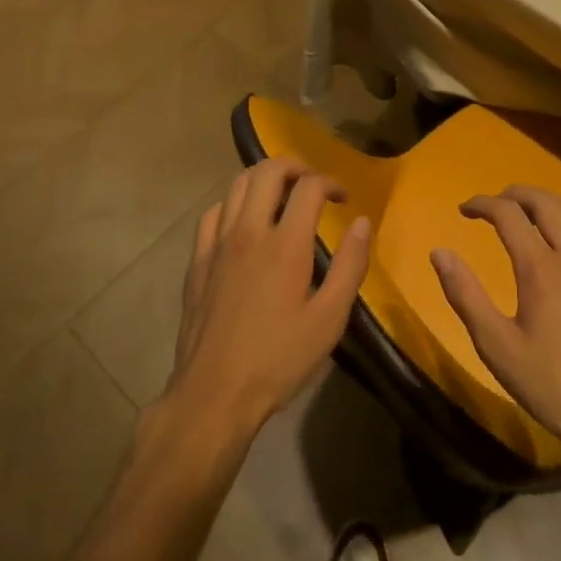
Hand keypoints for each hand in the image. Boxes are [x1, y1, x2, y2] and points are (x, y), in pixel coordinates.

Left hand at [164, 159, 371, 445]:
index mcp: (285, 245)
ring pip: (237, 184)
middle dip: (296, 167)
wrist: (214, 393)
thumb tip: (363, 222)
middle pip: (268, 171)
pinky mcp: (197, 259)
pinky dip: (234, 203)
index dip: (330, 182)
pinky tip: (244, 221)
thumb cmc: (278, 360)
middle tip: (313, 185)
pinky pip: (214, 212)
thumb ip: (350, 266)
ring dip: (264, 179)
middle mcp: (248, 231)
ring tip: (282, 195)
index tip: (343, 199)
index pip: (308, 187)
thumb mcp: (329, 320)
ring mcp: (217, 243)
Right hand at [431, 186, 560, 465]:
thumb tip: (440, 252)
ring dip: (549, 205)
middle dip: (517, 194)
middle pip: (546, 203)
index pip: (508, 214)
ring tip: (530, 215)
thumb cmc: (552, 386)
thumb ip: (465, 295)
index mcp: (541, 268)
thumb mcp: (497, 346)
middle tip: (495, 203)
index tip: (465, 209)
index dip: (483, 204)